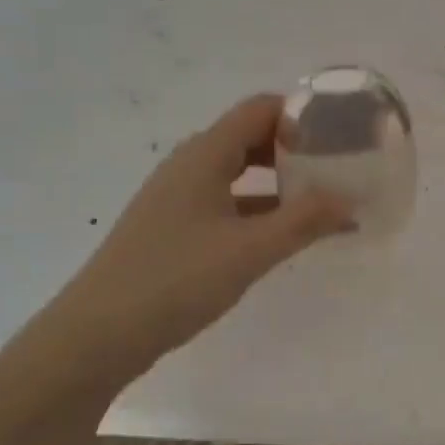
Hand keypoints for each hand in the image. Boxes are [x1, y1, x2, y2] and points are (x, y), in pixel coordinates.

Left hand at [40, 95, 352, 375]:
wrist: (96, 335)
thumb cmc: (175, 280)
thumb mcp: (249, 250)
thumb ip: (303, 221)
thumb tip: (349, 200)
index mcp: (205, 154)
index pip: (261, 109)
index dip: (301, 115)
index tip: (339, 137)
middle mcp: (190, 164)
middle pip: (250, 136)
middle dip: (296, 148)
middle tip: (338, 168)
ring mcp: (178, 196)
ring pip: (238, 171)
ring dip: (278, 180)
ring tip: (320, 200)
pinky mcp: (173, 227)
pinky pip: (225, 201)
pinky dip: (257, 208)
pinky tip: (282, 234)